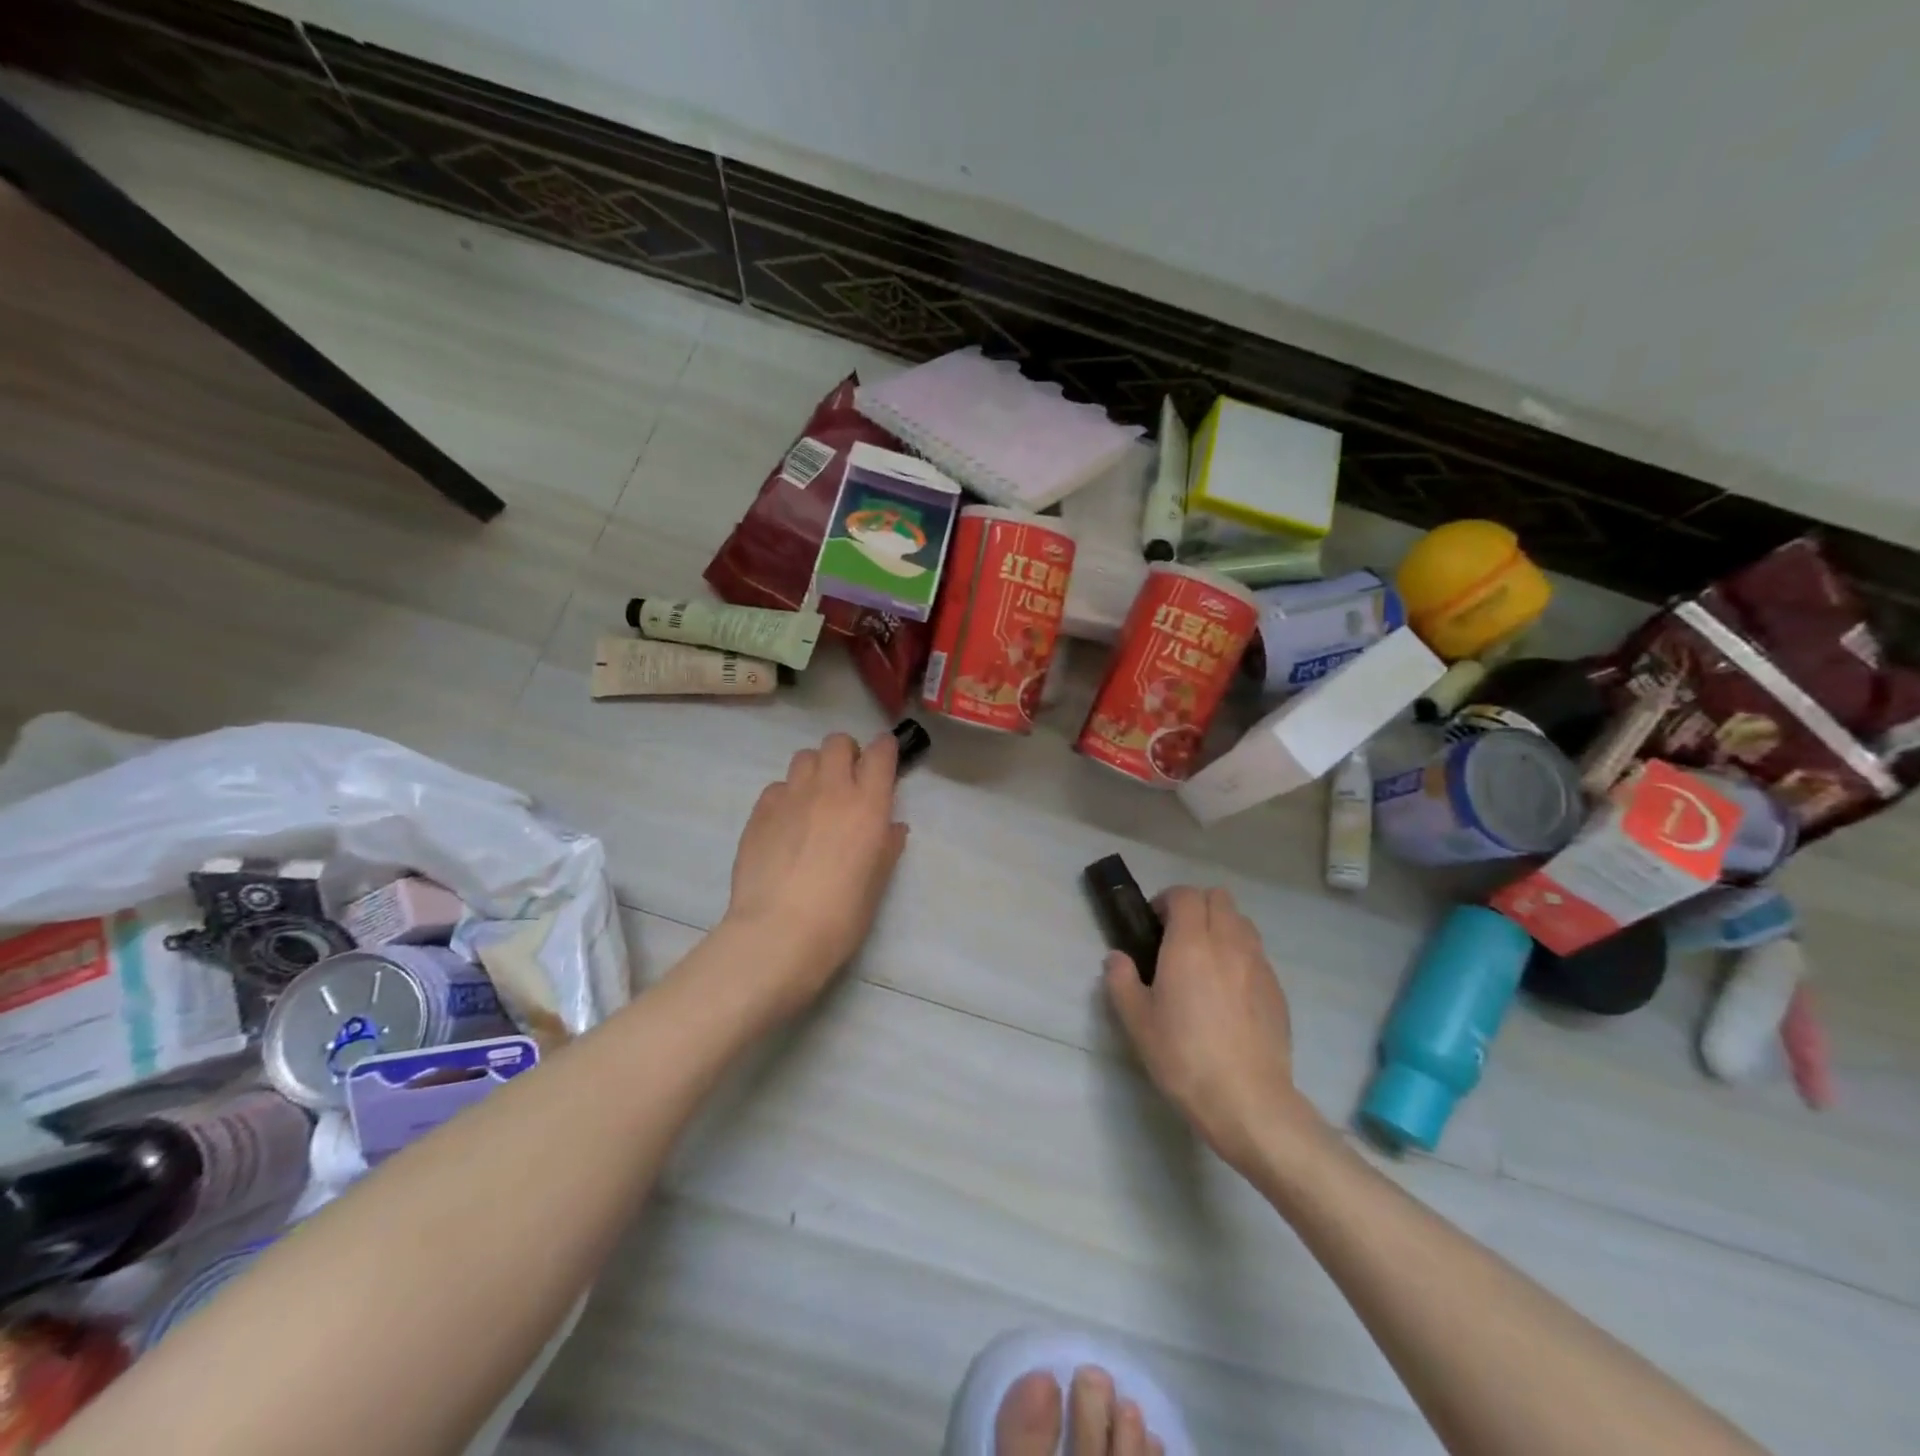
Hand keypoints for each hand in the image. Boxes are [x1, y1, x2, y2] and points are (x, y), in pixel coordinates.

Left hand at [724, 731, 908, 1017]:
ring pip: (804, 757)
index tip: (885, 762)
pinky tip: (787, 823)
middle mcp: (830, 789)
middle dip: (847, 754)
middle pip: (838, 743)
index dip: (884, 750)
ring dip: (816, 770)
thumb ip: (886, 846)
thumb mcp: (877, 883)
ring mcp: (791, 797)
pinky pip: (777, 786)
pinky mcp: (760, 812)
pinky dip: (787, 796)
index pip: (880, 752)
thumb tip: (890, 827)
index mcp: (868, 804)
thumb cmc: (841, 915)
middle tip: (848, 782)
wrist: (778, 933)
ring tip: (815, 799)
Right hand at [1104, 886, 1316, 1173]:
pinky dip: (1240, 955)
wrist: (1247, 1100)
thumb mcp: (1137, 1021)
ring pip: (1242, 922)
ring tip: (1205, 960)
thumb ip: (1121, 981)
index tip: (1154, 923)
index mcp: (1190, 943)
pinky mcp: (1277, 989)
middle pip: (1219, 897)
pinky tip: (1228, 992)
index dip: (1167, 900)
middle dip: (1196, 906)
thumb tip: (1116, 958)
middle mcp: (1228, 943)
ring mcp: (1258, 965)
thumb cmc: (1183, 1056)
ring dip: (1221, 926)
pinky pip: (1257, 954)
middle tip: (1178, 937)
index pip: (1185, 894)